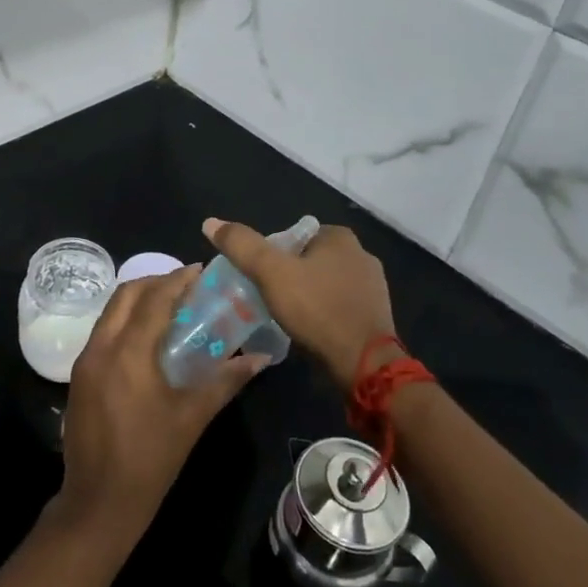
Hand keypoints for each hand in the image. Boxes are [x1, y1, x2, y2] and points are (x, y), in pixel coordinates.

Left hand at [52, 265, 267, 546]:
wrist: (97, 503)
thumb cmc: (150, 460)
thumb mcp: (192, 418)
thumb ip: (224, 381)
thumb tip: (260, 358)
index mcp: (128, 353)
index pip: (154, 299)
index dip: (178, 280)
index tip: (201, 271)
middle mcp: (101, 347)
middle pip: (126, 294)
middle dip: (156, 282)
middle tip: (187, 287)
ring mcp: (85, 361)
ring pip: (111, 311)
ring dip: (139, 300)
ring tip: (171, 307)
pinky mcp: (79, 375)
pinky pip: (104, 331)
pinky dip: (126, 320)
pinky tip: (149, 337)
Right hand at [202, 218, 397, 391]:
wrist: (364, 364)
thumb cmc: (317, 310)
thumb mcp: (271, 273)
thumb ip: (242, 246)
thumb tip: (210, 222)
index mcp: (340, 237)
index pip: (295, 236)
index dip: (274, 256)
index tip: (261, 279)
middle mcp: (362, 255)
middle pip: (310, 260)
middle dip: (291, 276)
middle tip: (269, 299)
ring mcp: (373, 286)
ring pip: (326, 284)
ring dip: (308, 297)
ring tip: (287, 318)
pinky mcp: (376, 315)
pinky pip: (340, 306)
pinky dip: (324, 314)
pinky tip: (311, 331)